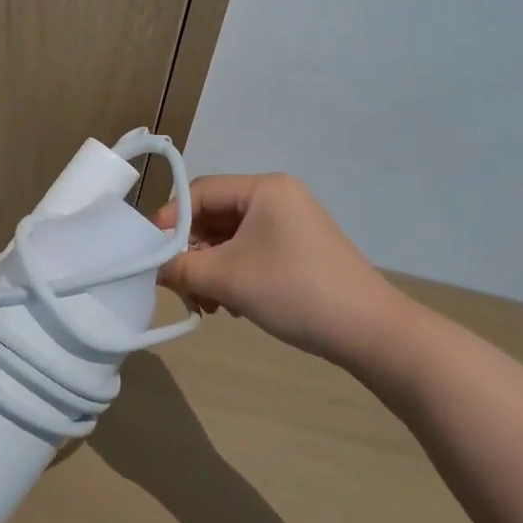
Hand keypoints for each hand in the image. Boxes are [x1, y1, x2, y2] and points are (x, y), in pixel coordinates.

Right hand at [153, 173, 410, 368]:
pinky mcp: (300, 250)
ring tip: (208, 305)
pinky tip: (232, 306)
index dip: (170, 221)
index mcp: (264, 188)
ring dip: (211, 268)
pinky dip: (234, 274)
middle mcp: (277, 197)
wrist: (373, 334)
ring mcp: (291, 224)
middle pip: (214, 216)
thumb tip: (149, 268)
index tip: (152, 255)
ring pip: (230, 238)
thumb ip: (181, 268)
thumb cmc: (295, 291)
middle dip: (192, 252)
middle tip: (181, 287)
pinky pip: (251, 252)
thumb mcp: (228, 279)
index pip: (199, 192)